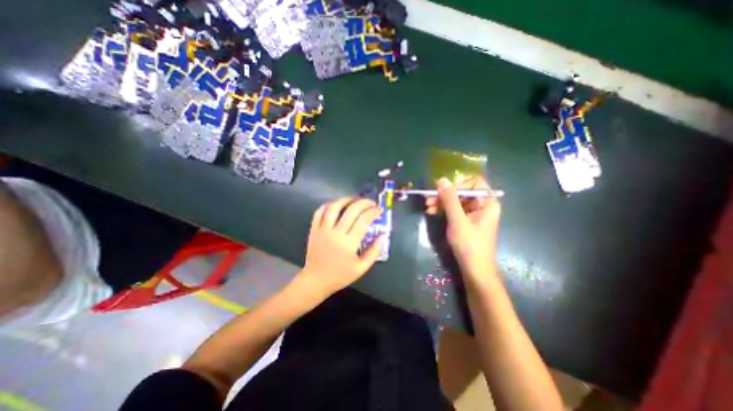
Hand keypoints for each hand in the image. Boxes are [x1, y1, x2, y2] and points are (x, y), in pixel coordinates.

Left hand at [300, 196, 384, 294]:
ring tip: (355, 200)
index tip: (379, 210)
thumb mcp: (362, 268)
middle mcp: (336, 233)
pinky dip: (328, 205)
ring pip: (334, 207)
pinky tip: (336, 205)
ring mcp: (323, 230)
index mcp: (349, 243)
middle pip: (351, 210)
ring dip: (346, 200)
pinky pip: (319, 212)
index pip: (363, 220)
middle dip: (364, 203)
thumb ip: (374, 251)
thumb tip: (383, 235)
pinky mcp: (314, 229)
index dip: (373, 212)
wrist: (316, 280)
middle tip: (371, 203)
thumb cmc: (340, 275)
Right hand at [428, 177, 501, 275]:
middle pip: (462, 192)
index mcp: (487, 203)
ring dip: (441, 202)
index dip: (458, 183)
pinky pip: (455, 210)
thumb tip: (442, 180)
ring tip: (427, 206)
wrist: (474, 269)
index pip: (474, 183)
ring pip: (456, 201)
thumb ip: (450, 199)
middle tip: (428, 198)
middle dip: (445, 195)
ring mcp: (474, 214)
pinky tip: (432, 212)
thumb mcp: (457, 220)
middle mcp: (482, 206)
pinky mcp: (467, 222)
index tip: (442, 188)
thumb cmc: (469, 244)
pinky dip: (444, 210)